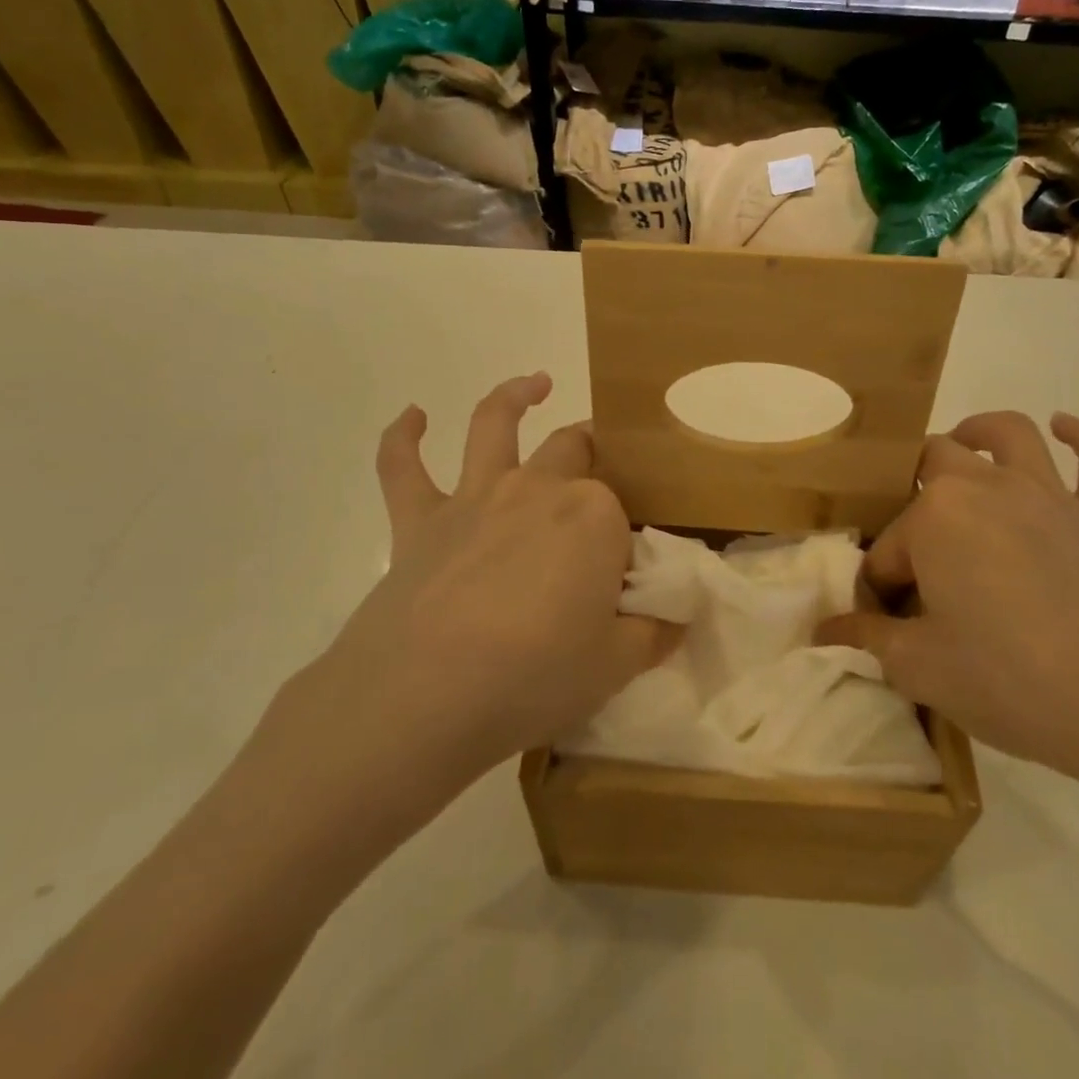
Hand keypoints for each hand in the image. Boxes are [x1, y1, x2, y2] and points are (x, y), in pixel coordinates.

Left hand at [252, 374, 675, 866]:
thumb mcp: (616, 666)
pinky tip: (412, 416)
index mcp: (593, 515)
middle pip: (573, 450)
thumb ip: (653, 634)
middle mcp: (537, 488)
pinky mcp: (418, 519)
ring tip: (536, 383)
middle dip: (593, 450)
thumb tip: (675, 619)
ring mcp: (475, 497)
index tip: (623, 580)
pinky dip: (403, 437)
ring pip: (494, 425)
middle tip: (603, 465)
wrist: (426, 696)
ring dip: (514, 396)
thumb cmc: (535, 677)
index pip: (621, 513)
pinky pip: (402, 466)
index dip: (624, 542)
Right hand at [816, 411, 1078, 806]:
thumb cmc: (1015, 682)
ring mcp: (1053, 495)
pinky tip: (1066, 427)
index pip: (889, 551)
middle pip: (934, 466)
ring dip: (980, 432)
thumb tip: (824, 632)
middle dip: (913, 495)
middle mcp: (988, 487)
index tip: (888, 631)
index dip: (882, 591)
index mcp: (936, 517)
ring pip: (1009, 436)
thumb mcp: (922, 671)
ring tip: (965, 444)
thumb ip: (867, 642)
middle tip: (916, 545)